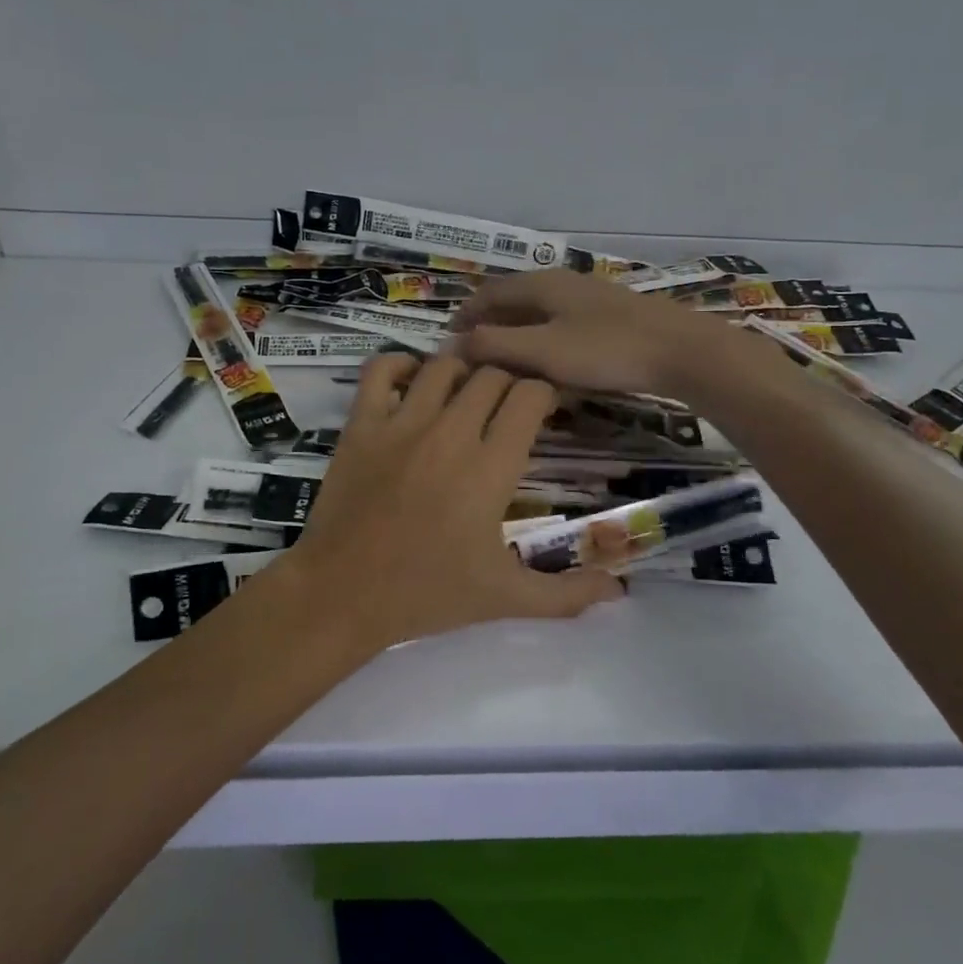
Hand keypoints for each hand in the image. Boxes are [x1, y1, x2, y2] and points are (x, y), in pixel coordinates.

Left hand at [284, 353, 622, 649]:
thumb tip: (619, 592)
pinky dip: (400, 366)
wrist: (343, 594)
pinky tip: (412, 384)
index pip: (530, 396)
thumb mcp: (505, 598)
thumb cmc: (427, 594)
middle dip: (507, 382)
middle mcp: (451, 432)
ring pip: (443, 365)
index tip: (542, 410)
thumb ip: (566, 594)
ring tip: (464, 393)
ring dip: (462, 372)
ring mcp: (402, 424)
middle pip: (492, 374)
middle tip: (505, 406)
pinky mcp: (361, 425)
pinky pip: (381, 371)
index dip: (542, 394)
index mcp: (491, 467)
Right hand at [450, 269, 778, 399]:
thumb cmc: (605, 349)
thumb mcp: (542, 351)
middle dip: (489, 323)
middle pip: (513, 299)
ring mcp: (588, 297)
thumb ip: (495, 345)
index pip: (489, 293)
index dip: (465, 314)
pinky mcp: (608, 315)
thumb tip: (454, 344)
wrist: (680, 351)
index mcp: (540, 285)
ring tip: (503, 360)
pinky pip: (560, 322)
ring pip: (538, 311)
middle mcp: (561, 282)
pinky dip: (541, 338)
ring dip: (515, 331)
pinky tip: (547, 361)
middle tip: (472, 353)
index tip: (448, 339)